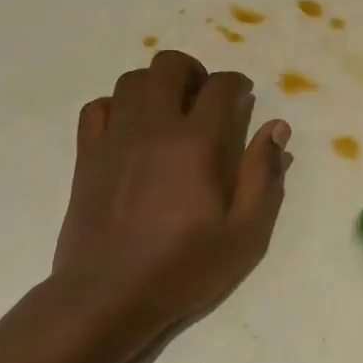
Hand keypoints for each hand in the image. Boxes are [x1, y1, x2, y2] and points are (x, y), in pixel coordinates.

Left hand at [52, 49, 290, 338]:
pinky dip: (118, 106)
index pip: (219, 87)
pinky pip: (97, 107)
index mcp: (196, 144)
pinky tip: (131, 130)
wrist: (108, 297)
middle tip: (206, 100)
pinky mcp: (86, 155)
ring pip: (131, 80)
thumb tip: (276, 129)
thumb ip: (263, 176)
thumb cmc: (184, 268)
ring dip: (157, 85)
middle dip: (194, 72)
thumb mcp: (245, 233)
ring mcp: (114, 138)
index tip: (244, 96)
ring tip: (171, 112)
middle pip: (168, 66)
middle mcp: (152, 128)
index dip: (237, 84)